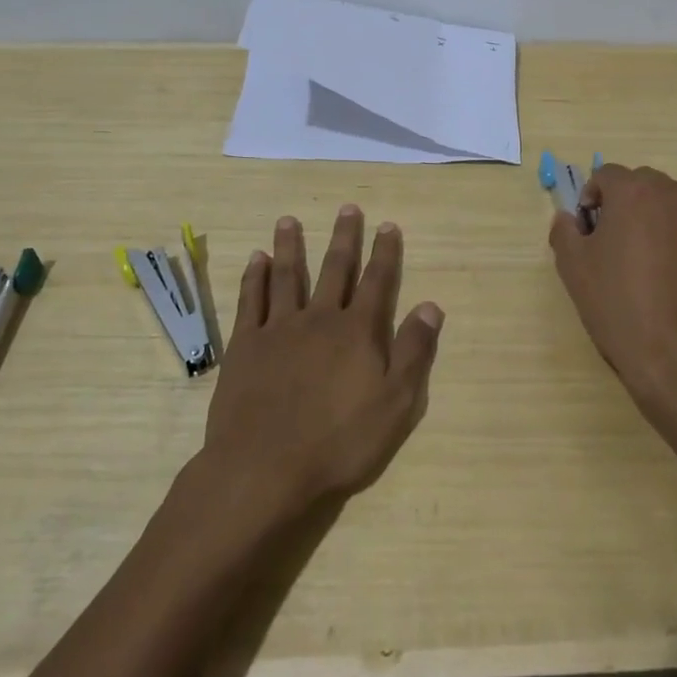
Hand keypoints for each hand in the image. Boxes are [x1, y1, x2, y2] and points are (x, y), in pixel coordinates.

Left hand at [202, 206, 442, 515]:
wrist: (264, 468)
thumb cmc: (338, 442)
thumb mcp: (395, 405)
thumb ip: (413, 352)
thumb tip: (430, 305)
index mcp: (357, 332)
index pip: (377, 282)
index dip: (385, 253)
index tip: (388, 225)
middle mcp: (319, 318)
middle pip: (335, 269)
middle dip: (344, 237)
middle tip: (348, 208)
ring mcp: (278, 329)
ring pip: (287, 276)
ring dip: (290, 246)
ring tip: (289, 220)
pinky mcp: (245, 345)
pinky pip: (251, 301)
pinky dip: (254, 277)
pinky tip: (255, 259)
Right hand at [548, 164, 676, 406]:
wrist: (674, 352)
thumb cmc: (616, 301)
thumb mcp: (573, 265)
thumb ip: (564, 231)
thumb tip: (569, 220)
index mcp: (634, 191)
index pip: (605, 175)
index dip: (589, 198)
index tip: (584, 230)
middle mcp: (670, 194)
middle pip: (637, 183)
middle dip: (619, 202)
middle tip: (605, 240)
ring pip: (662, 203)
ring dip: (644, 217)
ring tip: (632, 257)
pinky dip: (666, 235)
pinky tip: (657, 273)